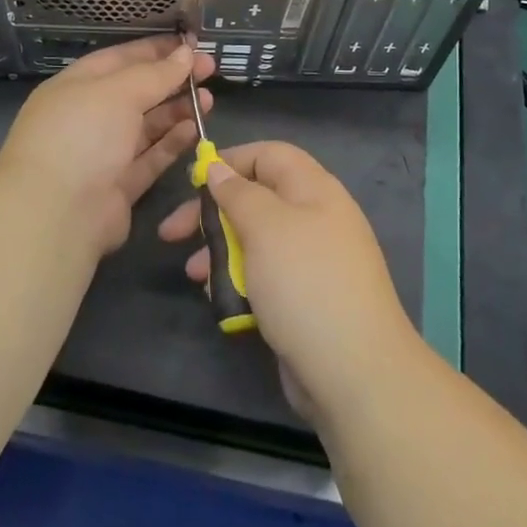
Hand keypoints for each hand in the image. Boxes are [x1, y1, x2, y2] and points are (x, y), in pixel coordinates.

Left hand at [0, 36, 214, 259]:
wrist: (56, 213)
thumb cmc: (81, 135)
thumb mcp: (117, 92)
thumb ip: (155, 73)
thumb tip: (185, 52)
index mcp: (77, 86)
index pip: (120, 59)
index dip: (156, 50)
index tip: (191, 43)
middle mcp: (89, 117)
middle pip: (137, 91)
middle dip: (172, 79)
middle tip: (210, 69)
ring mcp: (104, 153)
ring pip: (147, 125)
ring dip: (177, 110)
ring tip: (209, 99)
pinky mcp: (120, 185)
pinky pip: (151, 157)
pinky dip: (173, 143)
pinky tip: (196, 129)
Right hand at [159, 141, 418, 421]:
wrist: (353, 371)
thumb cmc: (304, 283)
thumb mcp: (265, 227)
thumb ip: (238, 193)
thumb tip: (220, 168)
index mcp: (314, 190)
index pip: (269, 155)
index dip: (230, 161)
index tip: (192, 182)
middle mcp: (315, 218)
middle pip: (256, 198)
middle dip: (212, 213)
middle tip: (172, 233)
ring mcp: (311, 261)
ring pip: (255, 240)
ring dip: (219, 251)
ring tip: (194, 274)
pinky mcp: (303, 298)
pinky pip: (263, 276)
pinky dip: (238, 281)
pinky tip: (218, 298)